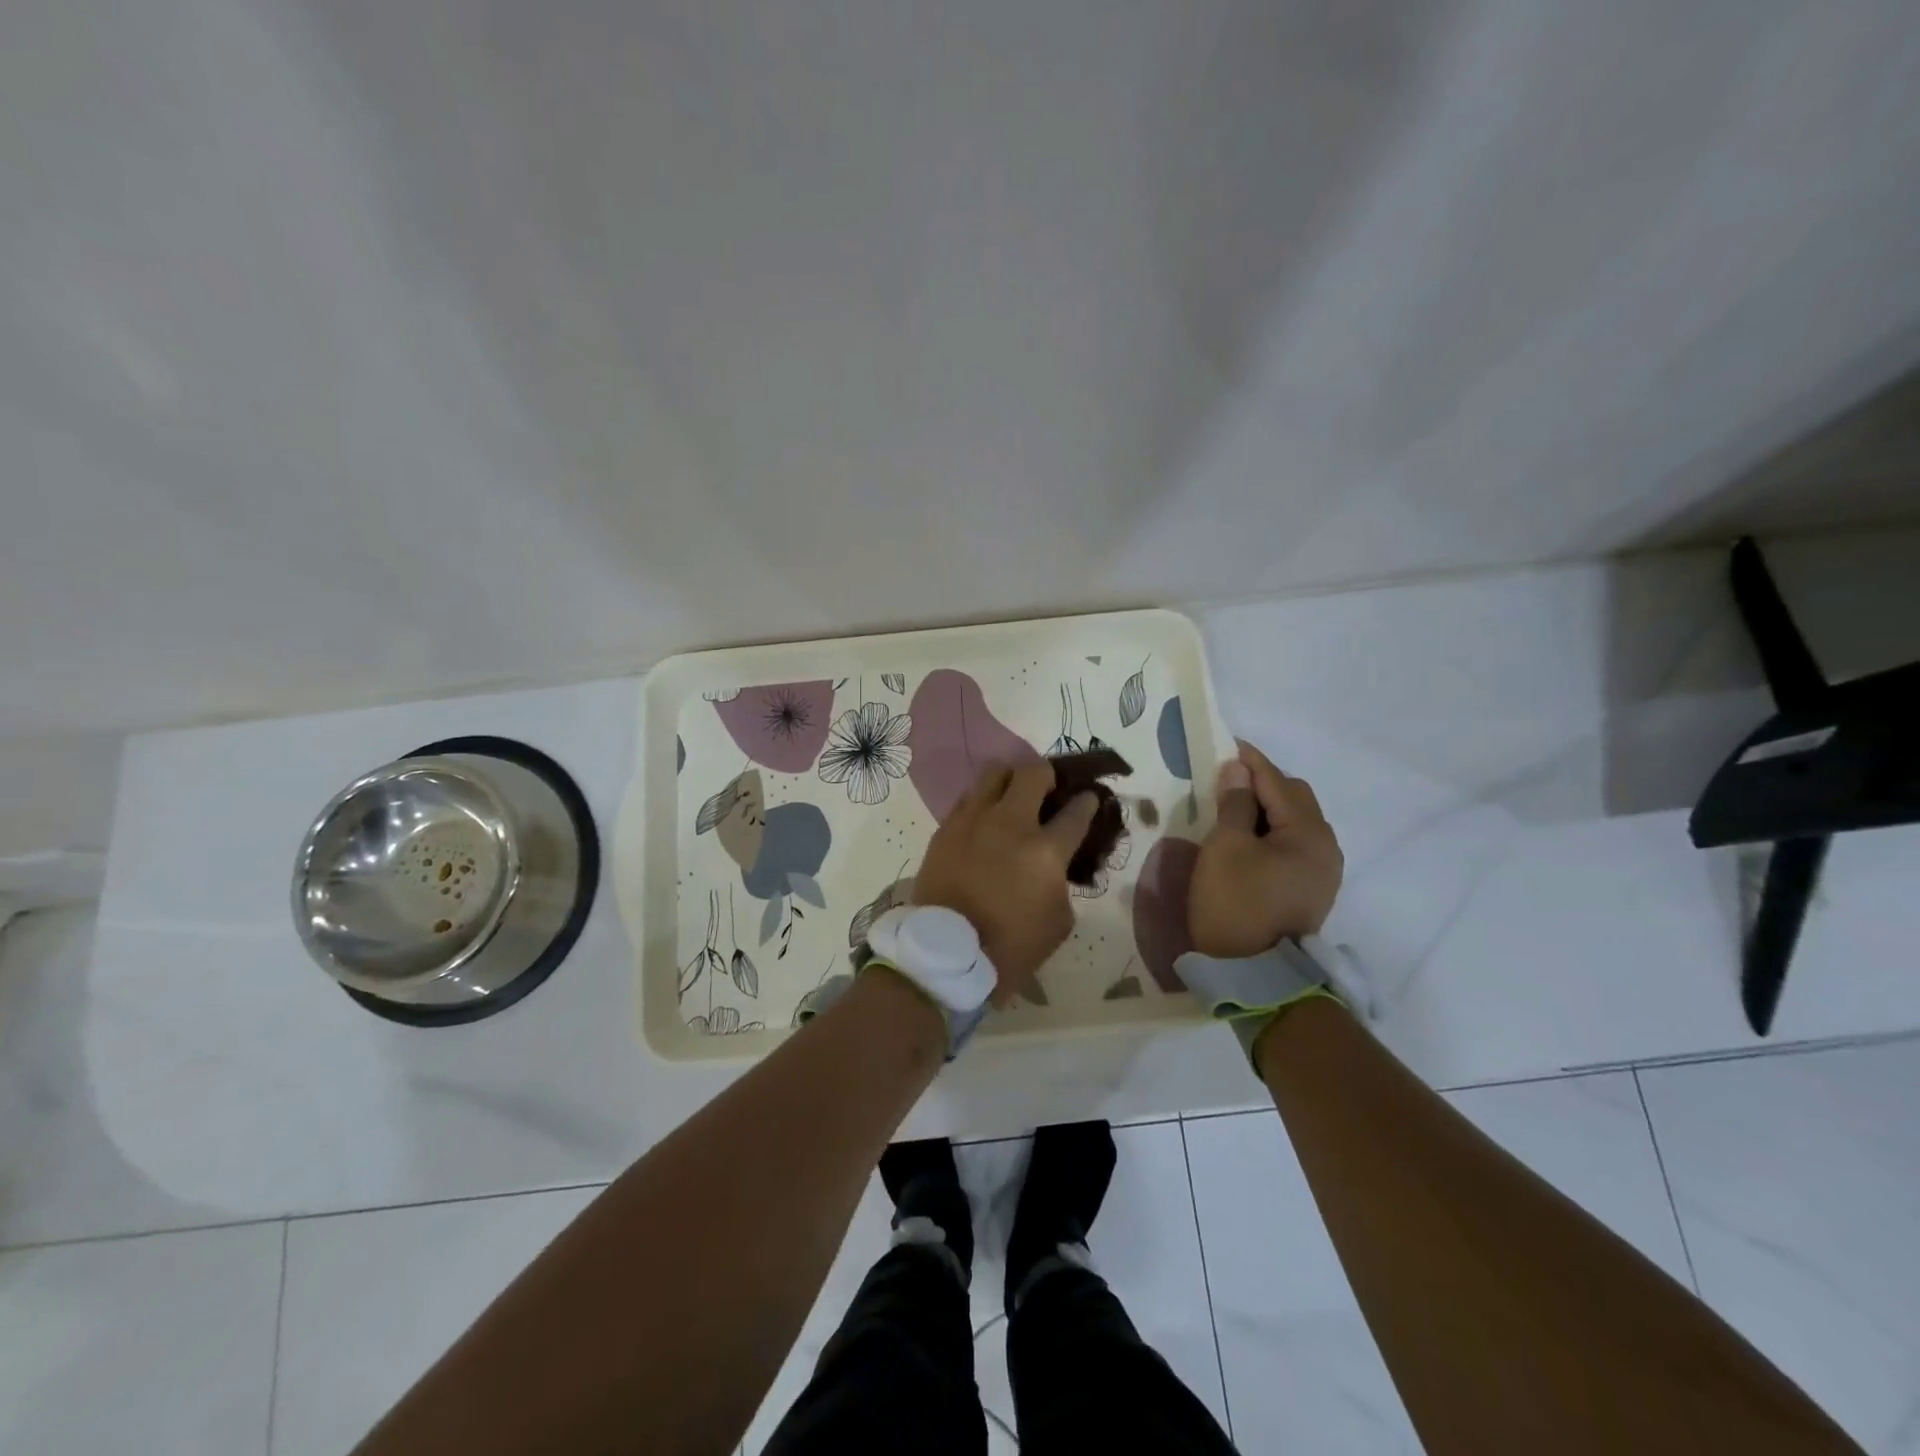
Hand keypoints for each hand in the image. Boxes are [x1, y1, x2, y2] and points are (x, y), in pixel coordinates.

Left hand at [912, 762, 1098, 1001]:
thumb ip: (1062, 882)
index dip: (1087, 801)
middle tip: (1048, 790)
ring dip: (1010, 779)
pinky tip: (984, 817)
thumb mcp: (1058, 922)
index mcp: (1045, 851)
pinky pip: (967, 798)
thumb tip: (1056, 864)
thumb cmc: (1010, 946)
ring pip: (994, 773)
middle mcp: (1010, 824)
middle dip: (1048, 775)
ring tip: (1012, 795)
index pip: (1076, 811)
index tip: (1089, 797)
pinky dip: (981, 801)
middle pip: (1033, 773)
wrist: (946, 954)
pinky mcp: (945, 828)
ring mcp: (973, 821)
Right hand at [1188, 741, 1342, 957]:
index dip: (1250, 761)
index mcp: (1309, 833)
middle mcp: (1326, 847)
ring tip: (1232, 807)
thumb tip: (1238, 769)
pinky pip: (1294, 844)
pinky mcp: (1311, 889)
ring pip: (1295, 822)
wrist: (1255, 976)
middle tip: (1224, 779)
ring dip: (1266, 808)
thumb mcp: (1225, 848)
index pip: (1277, 782)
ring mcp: (1323, 871)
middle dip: (1261, 783)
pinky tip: (1247, 837)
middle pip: (1294, 798)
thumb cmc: (1235, 904)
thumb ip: (1234, 804)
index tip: (1226, 745)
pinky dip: (1271, 831)